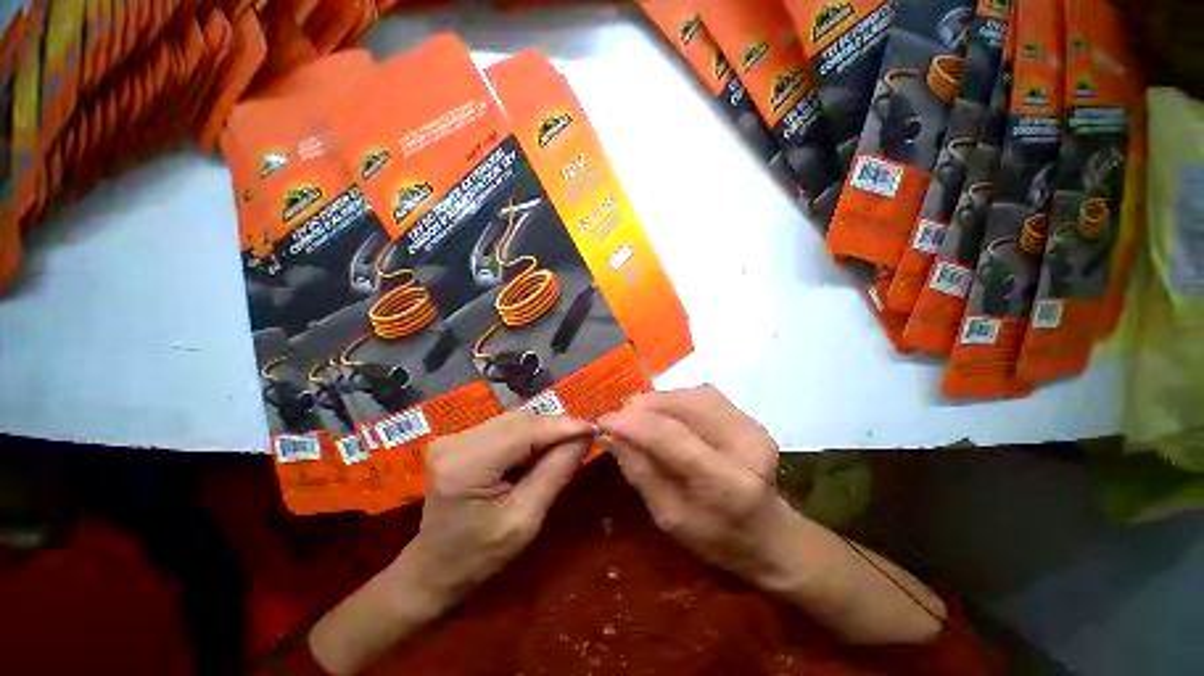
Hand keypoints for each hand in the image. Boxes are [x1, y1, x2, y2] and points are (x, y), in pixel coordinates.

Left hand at [310, 411, 593, 673]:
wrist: (434, 567)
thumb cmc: (480, 556)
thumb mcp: (526, 520)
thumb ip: (556, 472)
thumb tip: (585, 437)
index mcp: (466, 466)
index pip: (524, 431)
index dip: (563, 426)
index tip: (594, 427)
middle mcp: (455, 441)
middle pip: (520, 420)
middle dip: (555, 426)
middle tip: (584, 436)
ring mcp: (454, 436)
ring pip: (515, 419)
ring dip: (544, 429)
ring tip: (566, 443)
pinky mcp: (459, 437)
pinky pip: (505, 426)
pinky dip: (529, 433)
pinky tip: (541, 447)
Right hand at [600, 386, 946, 643]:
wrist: (773, 536)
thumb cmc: (720, 541)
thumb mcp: (670, 519)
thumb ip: (640, 472)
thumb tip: (612, 434)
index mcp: (728, 482)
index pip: (671, 436)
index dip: (632, 423)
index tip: (602, 420)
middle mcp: (744, 441)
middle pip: (680, 406)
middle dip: (641, 408)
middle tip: (618, 420)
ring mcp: (750, 423)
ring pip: (687, 394)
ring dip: (656, 403)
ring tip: (638, 418)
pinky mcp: (747, 415)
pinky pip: (698, 395)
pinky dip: (672, 402)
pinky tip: (663, 416)